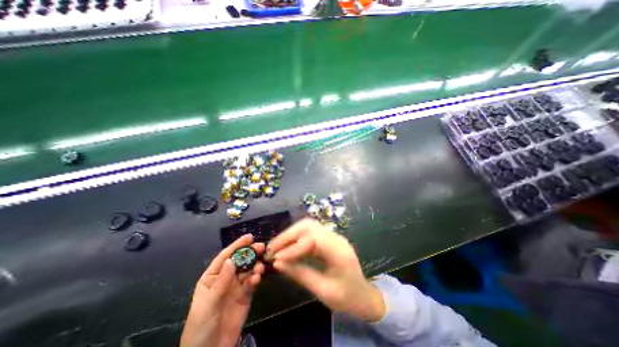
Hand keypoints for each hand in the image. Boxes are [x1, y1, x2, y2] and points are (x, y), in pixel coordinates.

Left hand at [181, 234, 264, 344]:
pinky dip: (256, 278)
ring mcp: (236, 286)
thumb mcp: (208, 304)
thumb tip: (231, 259)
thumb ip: (221, 281)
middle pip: (239, 261)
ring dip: (255, 265)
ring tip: (260, 267)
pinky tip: (257, 278)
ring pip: (248, 270)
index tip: (249, 237)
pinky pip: (252, 282)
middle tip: (261, 247)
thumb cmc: (200, 327)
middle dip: (250, 253)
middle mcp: (225, 279)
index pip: (225, 257)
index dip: (236, 246)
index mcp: (212, 277)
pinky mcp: (245, 295)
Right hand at [269, 220, 385, 322]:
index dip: (293, 246)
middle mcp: (336, 238)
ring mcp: (332, 236)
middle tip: (272, 248)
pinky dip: (296, 238)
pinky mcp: (328, 239)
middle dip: (288, 235)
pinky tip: (287, 248)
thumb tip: (278, 263)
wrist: (364, 296)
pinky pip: (310, 233)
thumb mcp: (324, 292)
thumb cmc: (347, 298)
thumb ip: (301, 274)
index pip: (313, 239)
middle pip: (309, 226)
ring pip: (308, 226)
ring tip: (276, 247)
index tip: (276, 258)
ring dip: (290, 234)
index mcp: (339, 252)